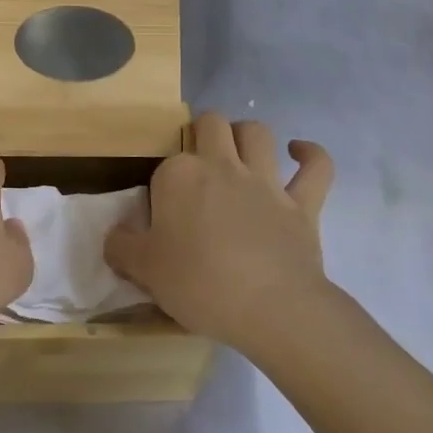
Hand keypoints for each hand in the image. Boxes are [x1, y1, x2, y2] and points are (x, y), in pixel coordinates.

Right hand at [105, 112, 334, 349]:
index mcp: (180, 176)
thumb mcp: (145, 271)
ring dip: (247, 135)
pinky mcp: (302, 204)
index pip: (166, 164)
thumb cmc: (200, 285)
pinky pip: (316, 167)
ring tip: (240, 151)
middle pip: (211, 124)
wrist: (271, 308)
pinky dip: (311, 155)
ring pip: (258, 133)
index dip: (164, 186)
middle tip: (199, 163)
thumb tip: (115, 236)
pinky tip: (299, 152)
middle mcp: (222, 166)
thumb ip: (122, 248)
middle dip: (203, 132)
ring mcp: (266, 181)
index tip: (163, 217)